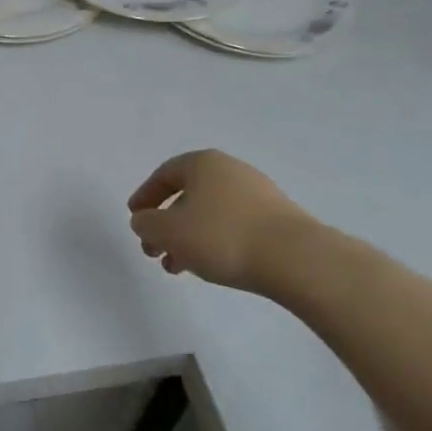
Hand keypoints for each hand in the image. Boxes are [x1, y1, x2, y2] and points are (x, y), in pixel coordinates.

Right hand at [126, 150, 323, 292]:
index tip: (134, 218)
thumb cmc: (222, 236)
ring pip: (210, 214)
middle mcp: (230, 170)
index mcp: (202, 163)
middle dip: (166, 224)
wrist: (296, 259)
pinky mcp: (277, 219)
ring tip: (179, 267)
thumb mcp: (169, 231)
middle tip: (154, 251)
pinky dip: (214, 242)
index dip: (145, 197)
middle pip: (187, 195)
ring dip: (188, 238)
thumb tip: (143, 221)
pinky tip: (210, 267)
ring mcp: (257, 194)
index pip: (164, 175)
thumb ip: (146, 224)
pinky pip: (233, 226)